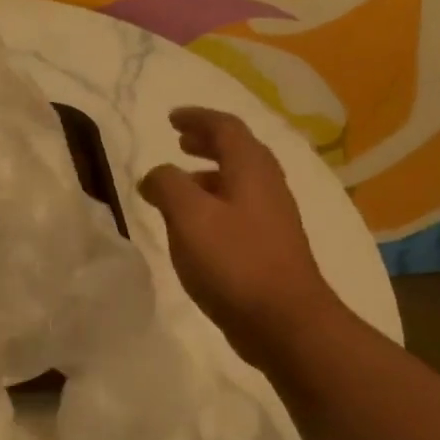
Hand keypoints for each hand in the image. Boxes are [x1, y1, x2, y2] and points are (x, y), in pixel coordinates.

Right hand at [140, 107, 341, 357]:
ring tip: (180, 184)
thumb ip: (168, 186)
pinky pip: (239, 210)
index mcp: (251, 170)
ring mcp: (273, 218)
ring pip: (239, 182)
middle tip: (180, 142)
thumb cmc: (234, 262)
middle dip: (207, 142)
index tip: (171, 118)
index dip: (197, 118)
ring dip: (209, 175)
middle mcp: (267, 186)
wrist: (284, 321)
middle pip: (238, 151)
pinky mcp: (269, 247)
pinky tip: (196, 227)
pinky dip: (214, 203)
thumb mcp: (189, 217)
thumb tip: (155, 175)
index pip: (226, 127)